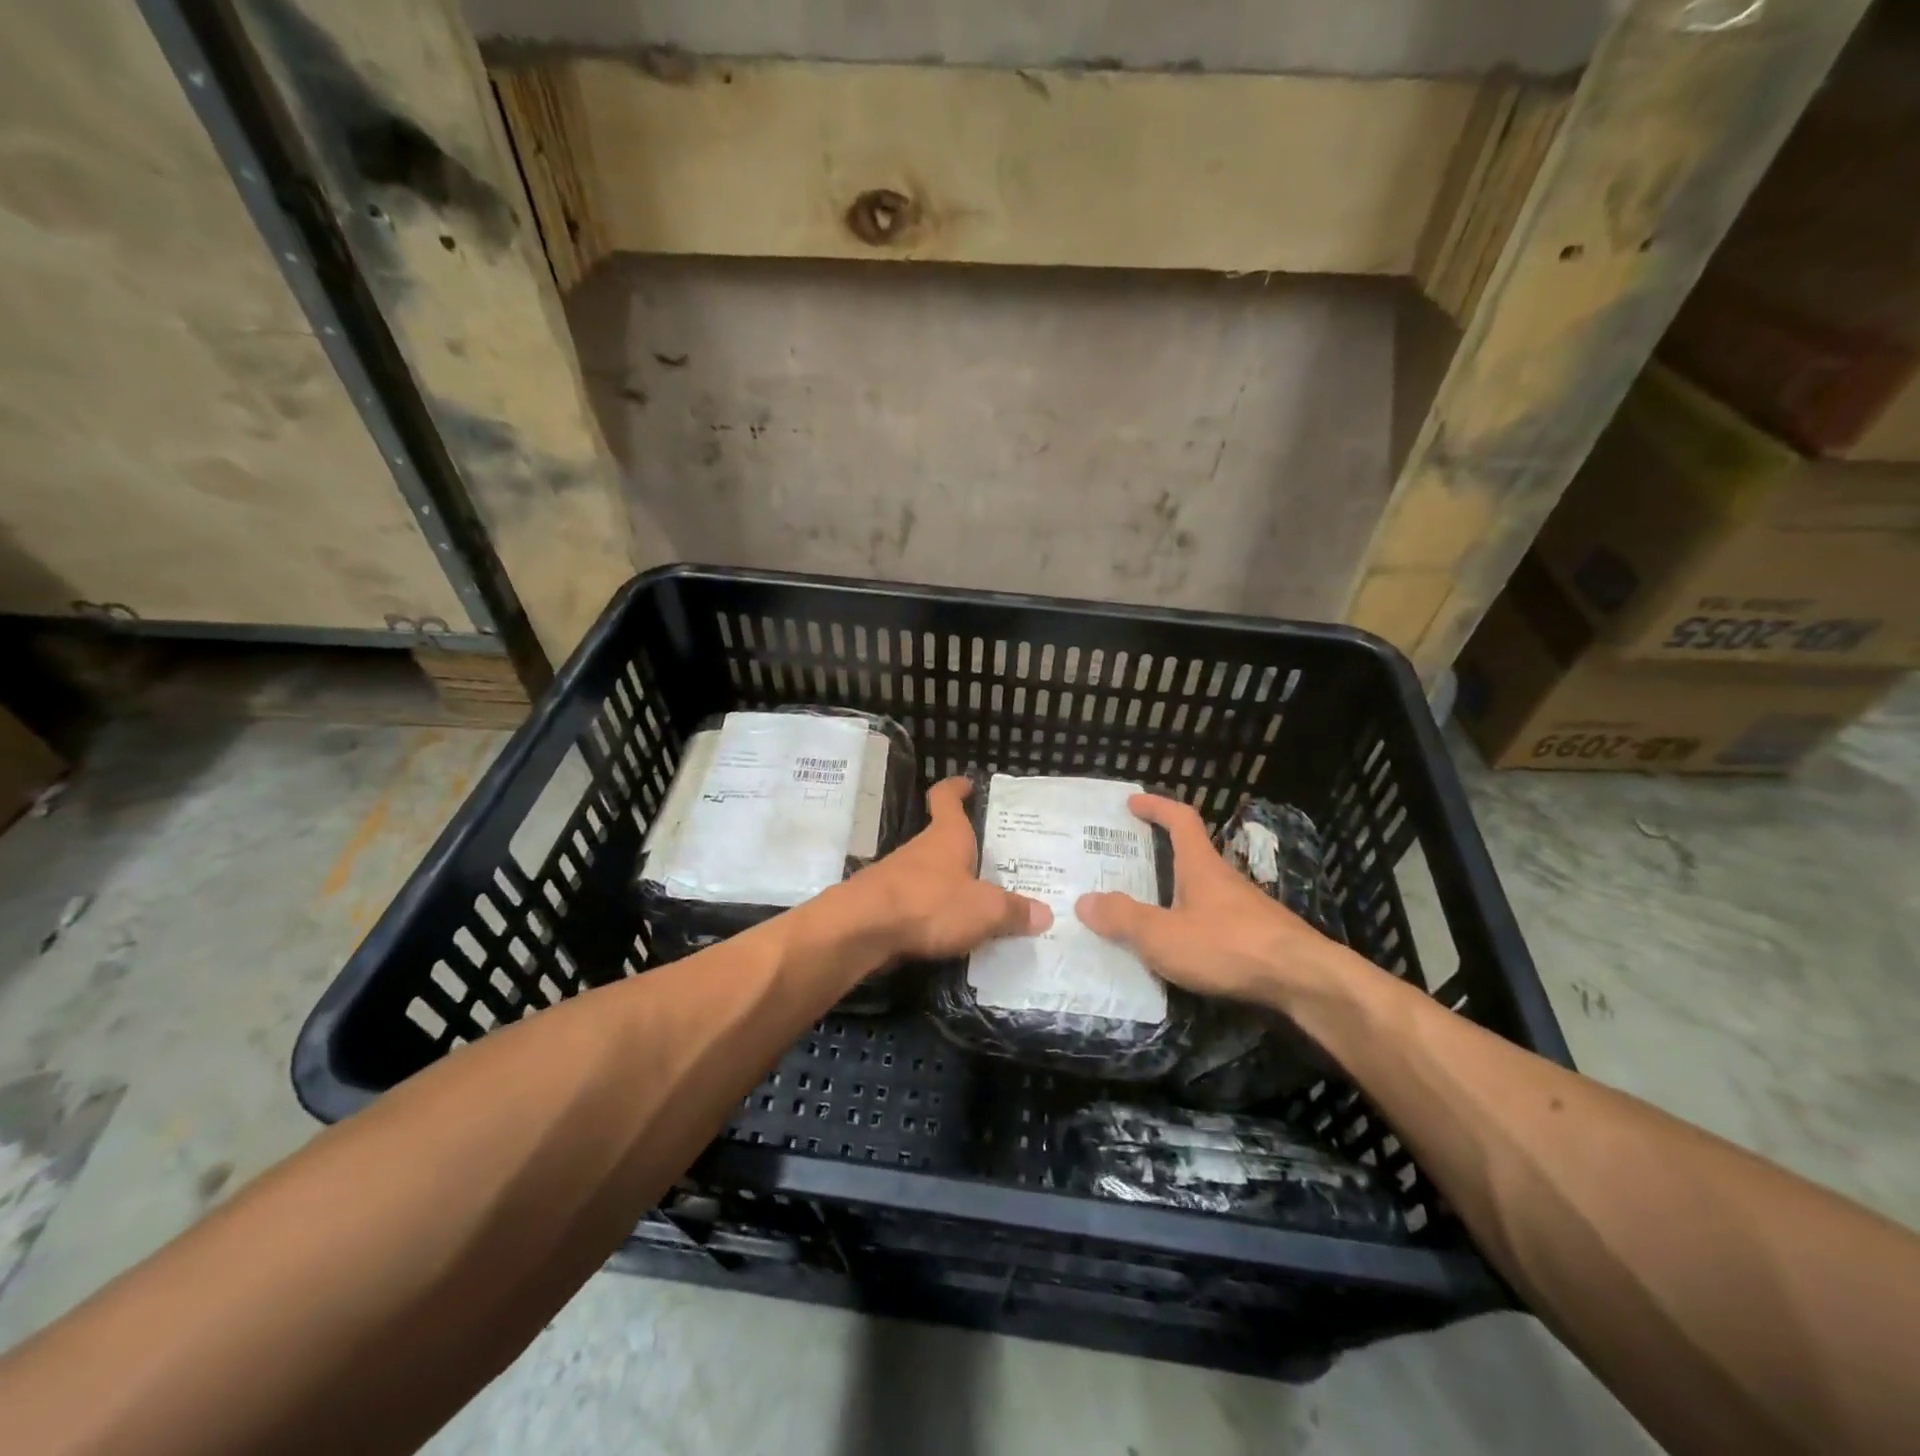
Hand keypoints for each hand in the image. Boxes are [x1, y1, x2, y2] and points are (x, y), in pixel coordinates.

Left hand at [847, 777, 1051, 960]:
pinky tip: (952, 932)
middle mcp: (922, 849)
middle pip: (943, 839)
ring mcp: (899, 876)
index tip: (967, 784)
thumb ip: (1014, 911)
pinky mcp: (886, 906)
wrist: (862, 929)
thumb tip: (1044, 914)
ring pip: (931, 873)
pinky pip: (919, 903)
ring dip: (950, 884)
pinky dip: (935, 912)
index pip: (947, 797)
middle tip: (997, 861)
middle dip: (966, 848)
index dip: (956, 788)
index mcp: (947, 836)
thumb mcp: (985, 910)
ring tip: (981, 903)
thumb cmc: (930, 903)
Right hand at [1075, 794, 1349, 1007]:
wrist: (1304, 981)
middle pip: (1191, 855)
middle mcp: (1224, 879)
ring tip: (1143, 911)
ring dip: (1174, 893)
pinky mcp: (1258, 938)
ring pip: (1202, 891)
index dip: (1156, 807)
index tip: (1132, 802)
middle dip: (1159, 854)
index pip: (1180, 820)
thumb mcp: (1163, 935)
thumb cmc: (1228, 946)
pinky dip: (1192, 924)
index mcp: (1201, 866)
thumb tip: (1084, 901)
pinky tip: (1179, 950)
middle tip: (1125, 863)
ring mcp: (1245, 909)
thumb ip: (1123, 918)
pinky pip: (1215, 920)